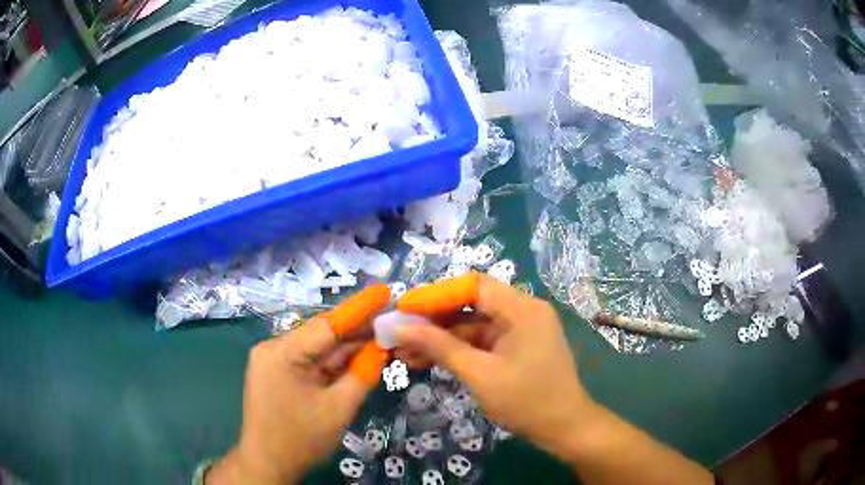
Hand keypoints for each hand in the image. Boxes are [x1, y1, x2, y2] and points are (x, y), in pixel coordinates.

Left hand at [207, 285, 390, 483]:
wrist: (268, 463)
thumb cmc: (302, 439)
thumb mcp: (339, 408)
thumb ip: (362, 374)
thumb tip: (381, 348)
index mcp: (282, 353)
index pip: (327, 324)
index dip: (359, 308)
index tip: (384, 291)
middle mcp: (272, 348)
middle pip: (321, 335)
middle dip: (356, 332)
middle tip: (390, 324)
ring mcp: (271, 360)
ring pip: (316, 349)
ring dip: (346, 349)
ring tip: (380, 340)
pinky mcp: (274, 372)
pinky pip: (308, 361)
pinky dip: (331, 363)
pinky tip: (356, 358)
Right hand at [395, 273, 597, 456]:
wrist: (563, 428)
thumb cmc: (526, 401)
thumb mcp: (479, 374)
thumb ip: (440, 347)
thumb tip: (400, 328)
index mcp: (522, 309)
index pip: (473, 286)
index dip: (436, 295)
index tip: (404, 308)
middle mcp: (523, 311)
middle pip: (471, 304)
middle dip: (433, 320)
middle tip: (399, 333)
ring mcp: (520, 330)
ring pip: (473, 325)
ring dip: (441, 339)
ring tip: (403, 354)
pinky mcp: (516, 347)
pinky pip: (482, 342)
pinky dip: (457, 350)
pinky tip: (428, 361)